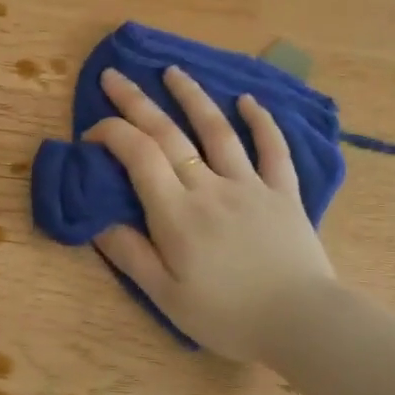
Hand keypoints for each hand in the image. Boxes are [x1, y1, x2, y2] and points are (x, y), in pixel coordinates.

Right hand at [85, 65, 334, 360]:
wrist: (302, 324)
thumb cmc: (227, 315)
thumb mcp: (166, 296)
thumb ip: (130, 254)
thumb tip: (97, 220)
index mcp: (176, 213)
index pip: (138, 154)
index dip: (111, 133)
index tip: (92, 133)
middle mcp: (209, 186)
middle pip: (168, 133)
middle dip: (136, 101)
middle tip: (114, 75)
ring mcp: (250, 184)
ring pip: (217, 129)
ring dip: (192, 96)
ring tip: (173, 71)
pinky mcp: (284, 192)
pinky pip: (273, 149)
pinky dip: (262, 122)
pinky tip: (249, 101)